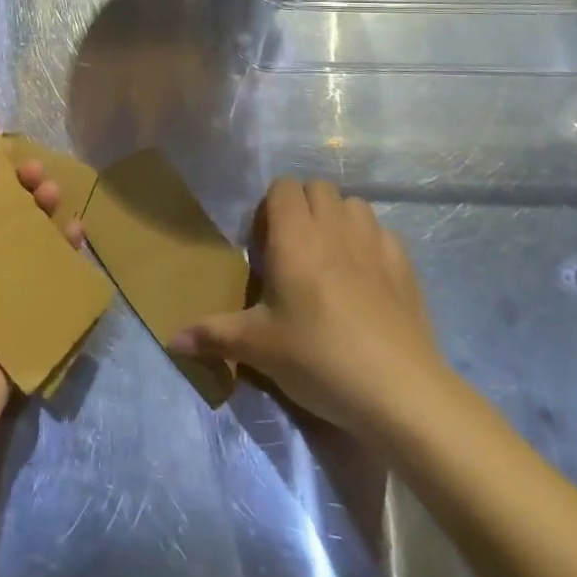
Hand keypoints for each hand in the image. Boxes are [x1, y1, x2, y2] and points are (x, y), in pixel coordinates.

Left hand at [0, 154, 80, 446]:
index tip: (11, 155)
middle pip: (0, 218)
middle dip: (22, 193)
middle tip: (42, 175)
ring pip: (27, 244)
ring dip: (45, 217)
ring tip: (60, 197)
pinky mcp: (22, 320)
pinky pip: (48, 280)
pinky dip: (64, 256)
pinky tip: (78, 235)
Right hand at [171, 178, 442, 436]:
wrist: (398, 390)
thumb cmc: (318, 357)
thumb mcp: (259, 347)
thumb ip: (214, 334)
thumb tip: (171, 339)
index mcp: (295, 235)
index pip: (282, 187)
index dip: (271, 206)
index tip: (265, 244)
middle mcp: (334, 226)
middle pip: (317, 187)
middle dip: (303, 207)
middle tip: (293, 250)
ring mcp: (374, 242)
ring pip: (353, 204)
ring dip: (338, 219)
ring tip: (330, 257)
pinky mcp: (405, 265)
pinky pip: (383, 233)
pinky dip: (370, 242)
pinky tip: (367, 278)